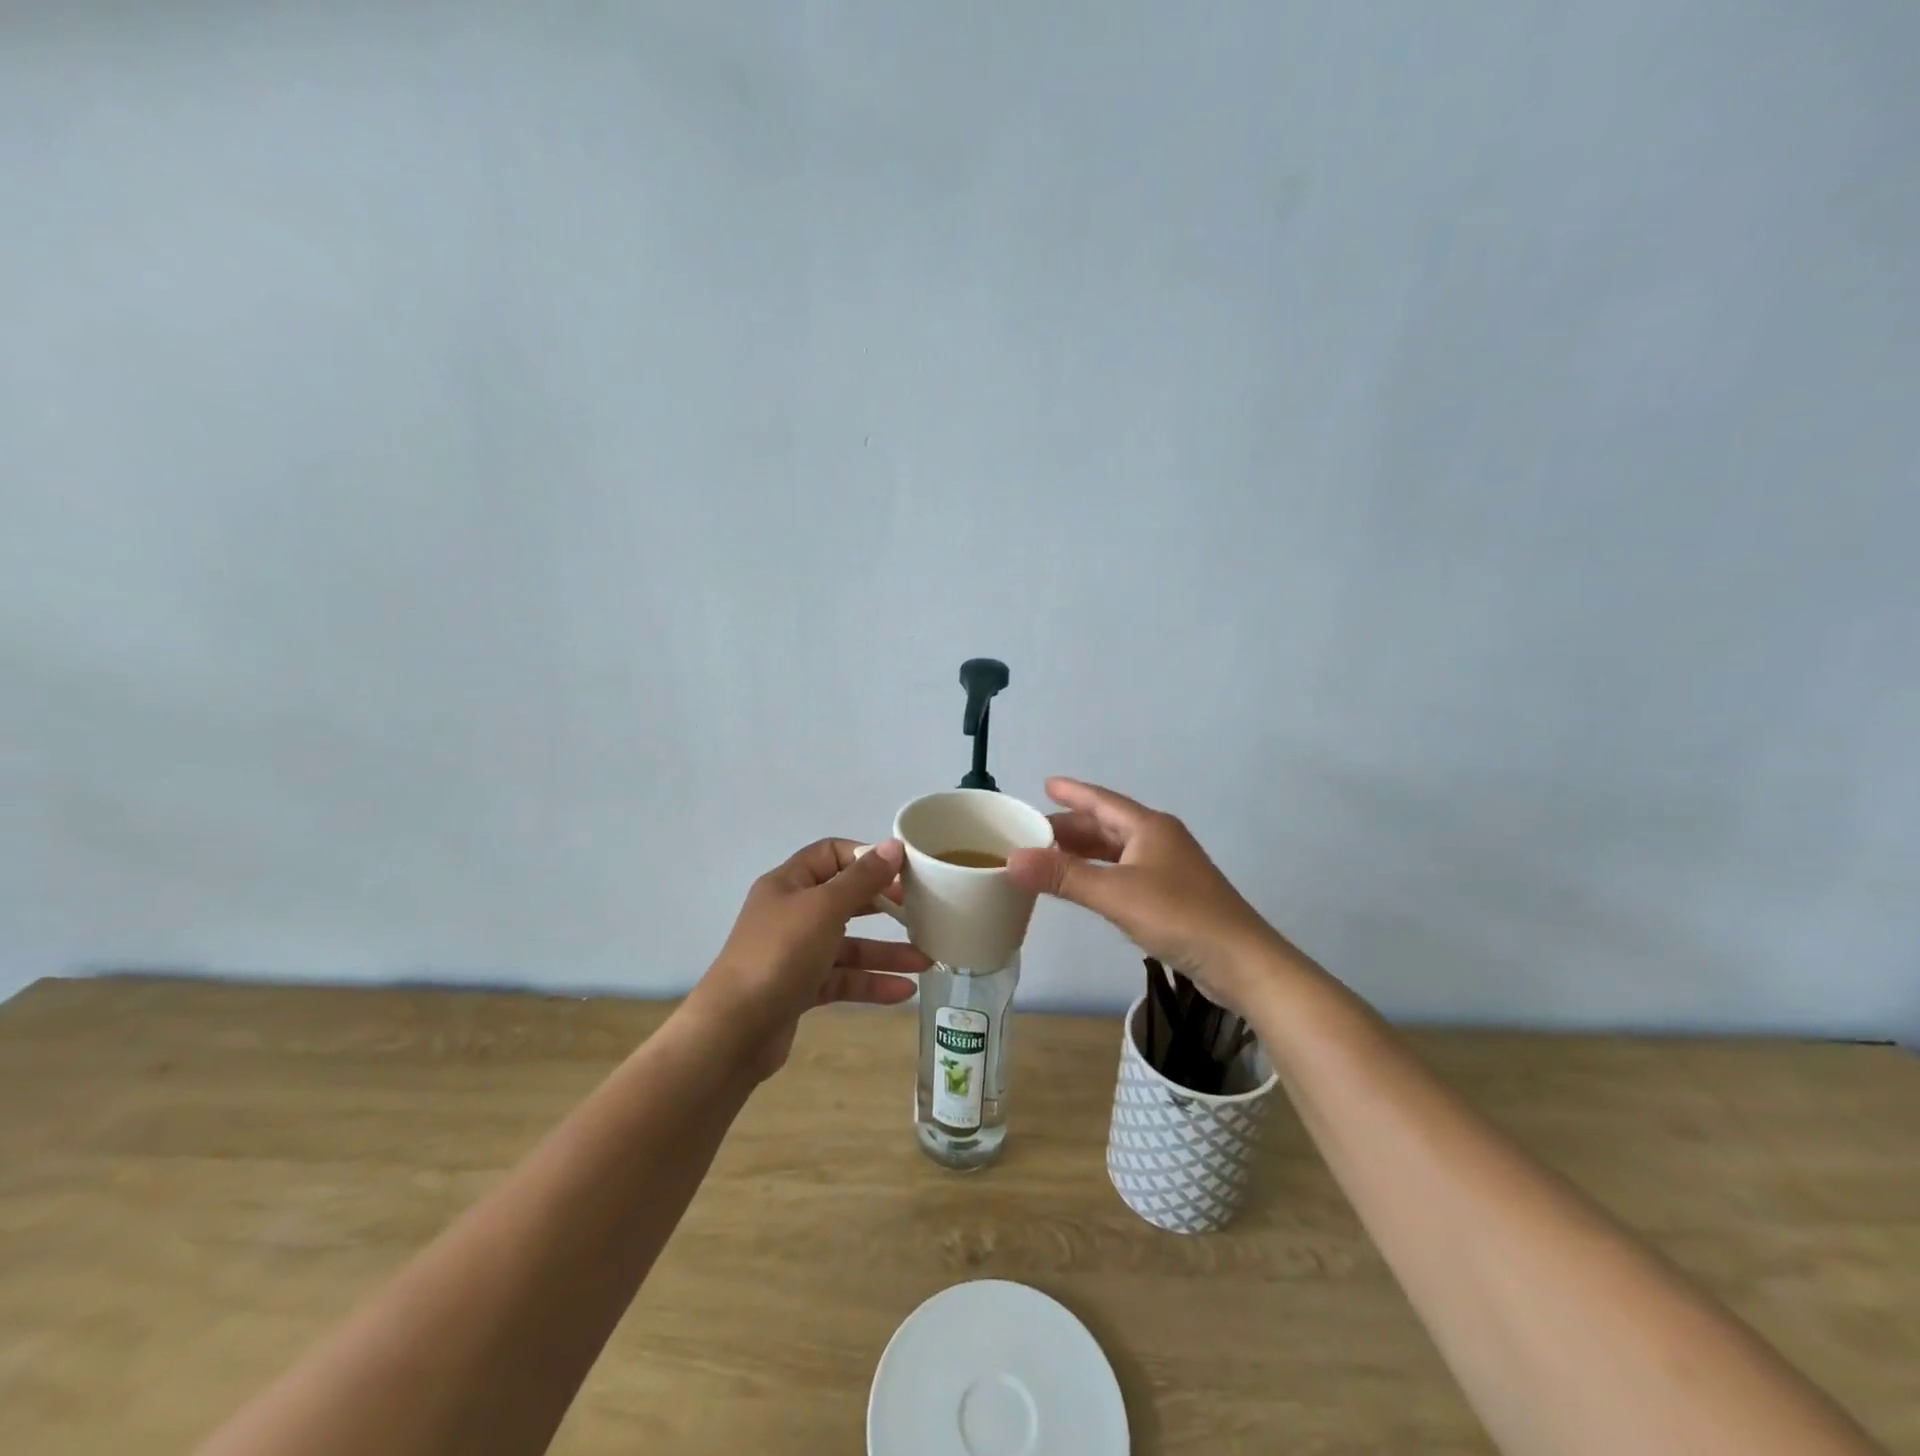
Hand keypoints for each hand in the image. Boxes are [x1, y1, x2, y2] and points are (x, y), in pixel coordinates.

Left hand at [691, 839, 930, 1079]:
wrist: (734, 1030)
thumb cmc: (780, 954)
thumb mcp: (825, 908)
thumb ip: (862, 879)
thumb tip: (893, 846)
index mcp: (789, 883)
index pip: (831, 854)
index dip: (866, 857)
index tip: (902, 870)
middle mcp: (792, 913)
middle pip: (845, 900)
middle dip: (884, 905)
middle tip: (920, 911)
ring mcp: (795, 953)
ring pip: (848, 945)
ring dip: (886, 952)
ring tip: (926, 961)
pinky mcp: (801, 988)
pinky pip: (843, 979)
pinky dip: (871, 983)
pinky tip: (904, 991)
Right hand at [1005, 778, 1292, 1015]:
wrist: (1241, 961)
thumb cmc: (1179, 916)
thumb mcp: (1115, 894)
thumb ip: (1064, 876)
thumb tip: (1012, 859)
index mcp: (1149, 827)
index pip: (1102, 801)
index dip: (1072, 792)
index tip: (1045, 784)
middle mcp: (1160, 840)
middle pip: (1108, 825)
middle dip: (1071, 827)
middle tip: (1034, 832)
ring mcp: (1169, 868)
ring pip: (1117, 851)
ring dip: (1085, 852)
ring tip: (1051, 856)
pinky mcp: (1174, 895)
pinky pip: (1126, 872)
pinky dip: (1100, 873)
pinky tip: (1087, 886)